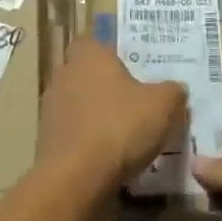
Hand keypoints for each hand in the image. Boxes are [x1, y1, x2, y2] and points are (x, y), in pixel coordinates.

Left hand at [39, 38, 186, 190]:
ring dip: (95, 115)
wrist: (76, 179)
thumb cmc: (120, 127)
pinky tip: (107, 157)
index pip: (93, 41)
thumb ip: (172, 91)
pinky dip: (86, 141)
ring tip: (123, 133)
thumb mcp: (163, 106)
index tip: (130, 68)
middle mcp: (64, 75)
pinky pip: (71, 133)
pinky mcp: (45, 141)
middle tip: (133, 100)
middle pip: (85, 73)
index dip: (110, 53)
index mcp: (88, 56)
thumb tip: (176, 89)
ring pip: (77, 103)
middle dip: (105, 85)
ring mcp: (50, 109)